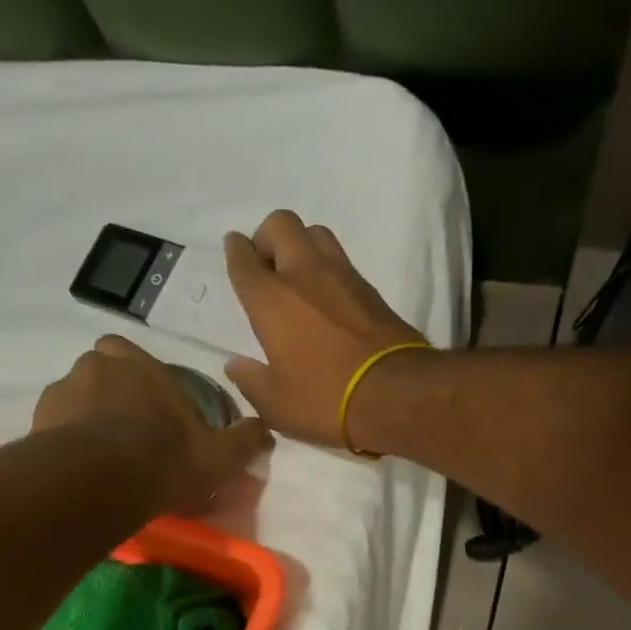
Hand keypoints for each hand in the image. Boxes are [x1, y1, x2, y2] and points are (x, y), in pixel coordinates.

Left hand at [33, 334, 270, 513]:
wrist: (99, 482)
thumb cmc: (164, 458)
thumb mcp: (217, 456)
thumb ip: (242, 441)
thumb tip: (265, 429)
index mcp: (138, 363)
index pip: (132, 354)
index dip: (141, 378)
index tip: (151, 408)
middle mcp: (95, 366)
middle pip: (101, 373)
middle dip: (110, 396)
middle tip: (125, 433)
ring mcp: (60, 392)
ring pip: (75, 400)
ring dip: (85, 420)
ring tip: (100, 459)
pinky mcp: (36, 422)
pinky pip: (54, 427)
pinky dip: (65, 442)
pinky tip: (80, 470)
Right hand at [223, 210, 427, 448]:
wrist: (395, 394)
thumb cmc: (324, 400)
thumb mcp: (275, 405)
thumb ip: (250, 381)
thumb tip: (235, 364)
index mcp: (270, 300)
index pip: (244, 258)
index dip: (235, 252)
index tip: (235, 254)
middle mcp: (303, 274)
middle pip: (280, 224)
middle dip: (267, 238)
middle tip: (266, 269)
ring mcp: (341, 276)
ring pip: (314, 233)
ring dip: (300, 246)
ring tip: (297, 280)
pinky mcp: (370, 288)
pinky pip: (340, 260)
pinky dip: (327, 268)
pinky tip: (326, 297)